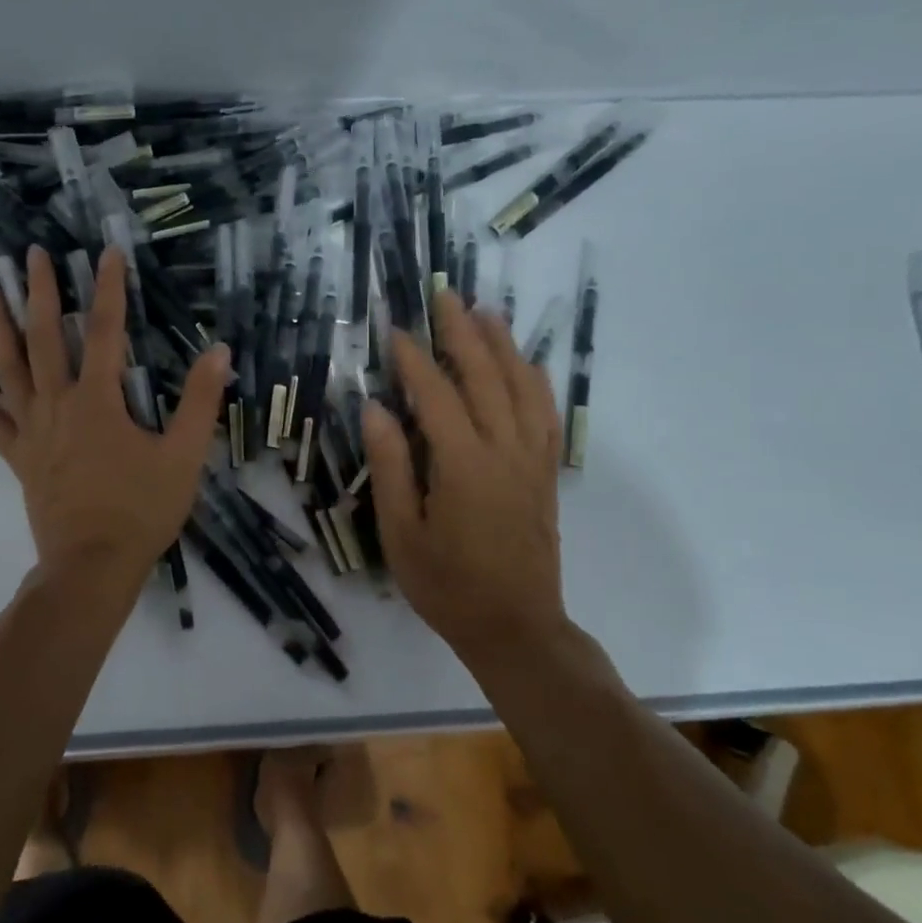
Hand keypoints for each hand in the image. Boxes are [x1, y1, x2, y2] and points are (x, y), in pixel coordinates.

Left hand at [0, 245, 228, 597]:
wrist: (93, 566)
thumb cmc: (142, 510)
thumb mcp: (184, 456)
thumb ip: (200, 402)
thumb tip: (219, 351)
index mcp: (98, 401)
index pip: (105, 331)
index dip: (109, 289)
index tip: (107, 252)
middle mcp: (58, 405)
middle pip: (45, 338)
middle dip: (39, 293)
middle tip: (31, 255)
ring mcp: (32, 431)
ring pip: (9, 370)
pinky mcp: (19, 458)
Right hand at [364, 289, 568, 658]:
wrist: (516, 626)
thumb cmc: (447, 585)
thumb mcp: (400, 533)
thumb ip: (390, 466)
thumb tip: (375, 409)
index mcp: (463, 465)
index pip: (436, 395)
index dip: (414, 359)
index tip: (397, 330)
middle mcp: (503, 450)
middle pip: (485, 376)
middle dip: (462, 332)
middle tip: (444, 296)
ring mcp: (531, 458)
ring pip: (521, 386)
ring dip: (503, 344)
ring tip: (485, 312)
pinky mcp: (545, 471)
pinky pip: (545, 412)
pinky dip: (534, 379)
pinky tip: (524, 363)